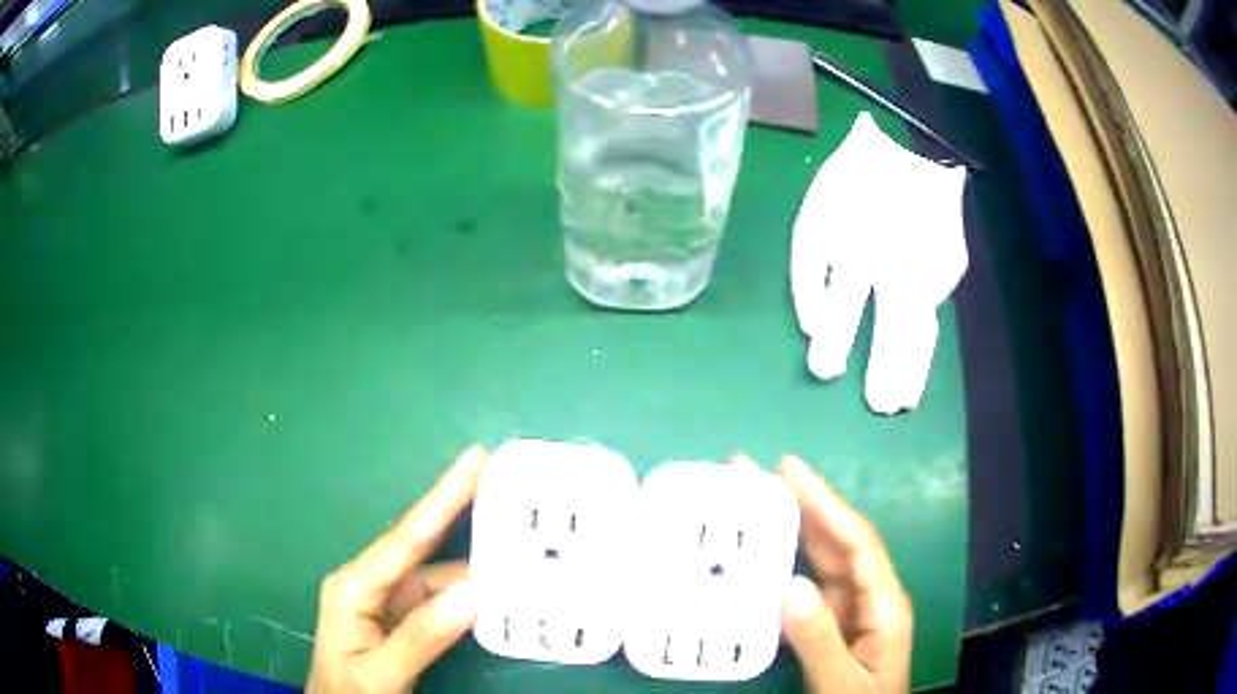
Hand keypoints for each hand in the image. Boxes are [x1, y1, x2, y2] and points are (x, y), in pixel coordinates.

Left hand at [307, 446, 487, 693]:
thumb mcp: (380, 673)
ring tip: (519, 536)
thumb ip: (421, 637)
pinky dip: (471, 591)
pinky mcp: (402, 615)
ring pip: (438, 572)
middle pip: (422, 544)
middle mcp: (371, 582)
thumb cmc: (349, 693)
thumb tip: (473, 593)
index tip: (475, 460)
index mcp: (354, 586)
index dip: (442, 498)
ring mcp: (387, 599)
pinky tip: (500, 586)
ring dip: (476, 560)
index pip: (405, 538)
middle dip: (461, 511)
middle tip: (504, 480)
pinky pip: (442, 597)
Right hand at [771, 454, 913, 693]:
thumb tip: (788, 584)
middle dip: (804, 502)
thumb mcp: (841, 683)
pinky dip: (787, 561)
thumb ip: (819, 639)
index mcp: (884, 604)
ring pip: (824, 556)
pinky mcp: (834, 619)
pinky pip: (810, 581)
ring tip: (756, 497)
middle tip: (758, 472)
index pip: (856, 542)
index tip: (789, 469)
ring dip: (794, 525)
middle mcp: (871, 594)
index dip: (826, 503)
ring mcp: (852, 606)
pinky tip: (763, 549)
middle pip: (840, 539)